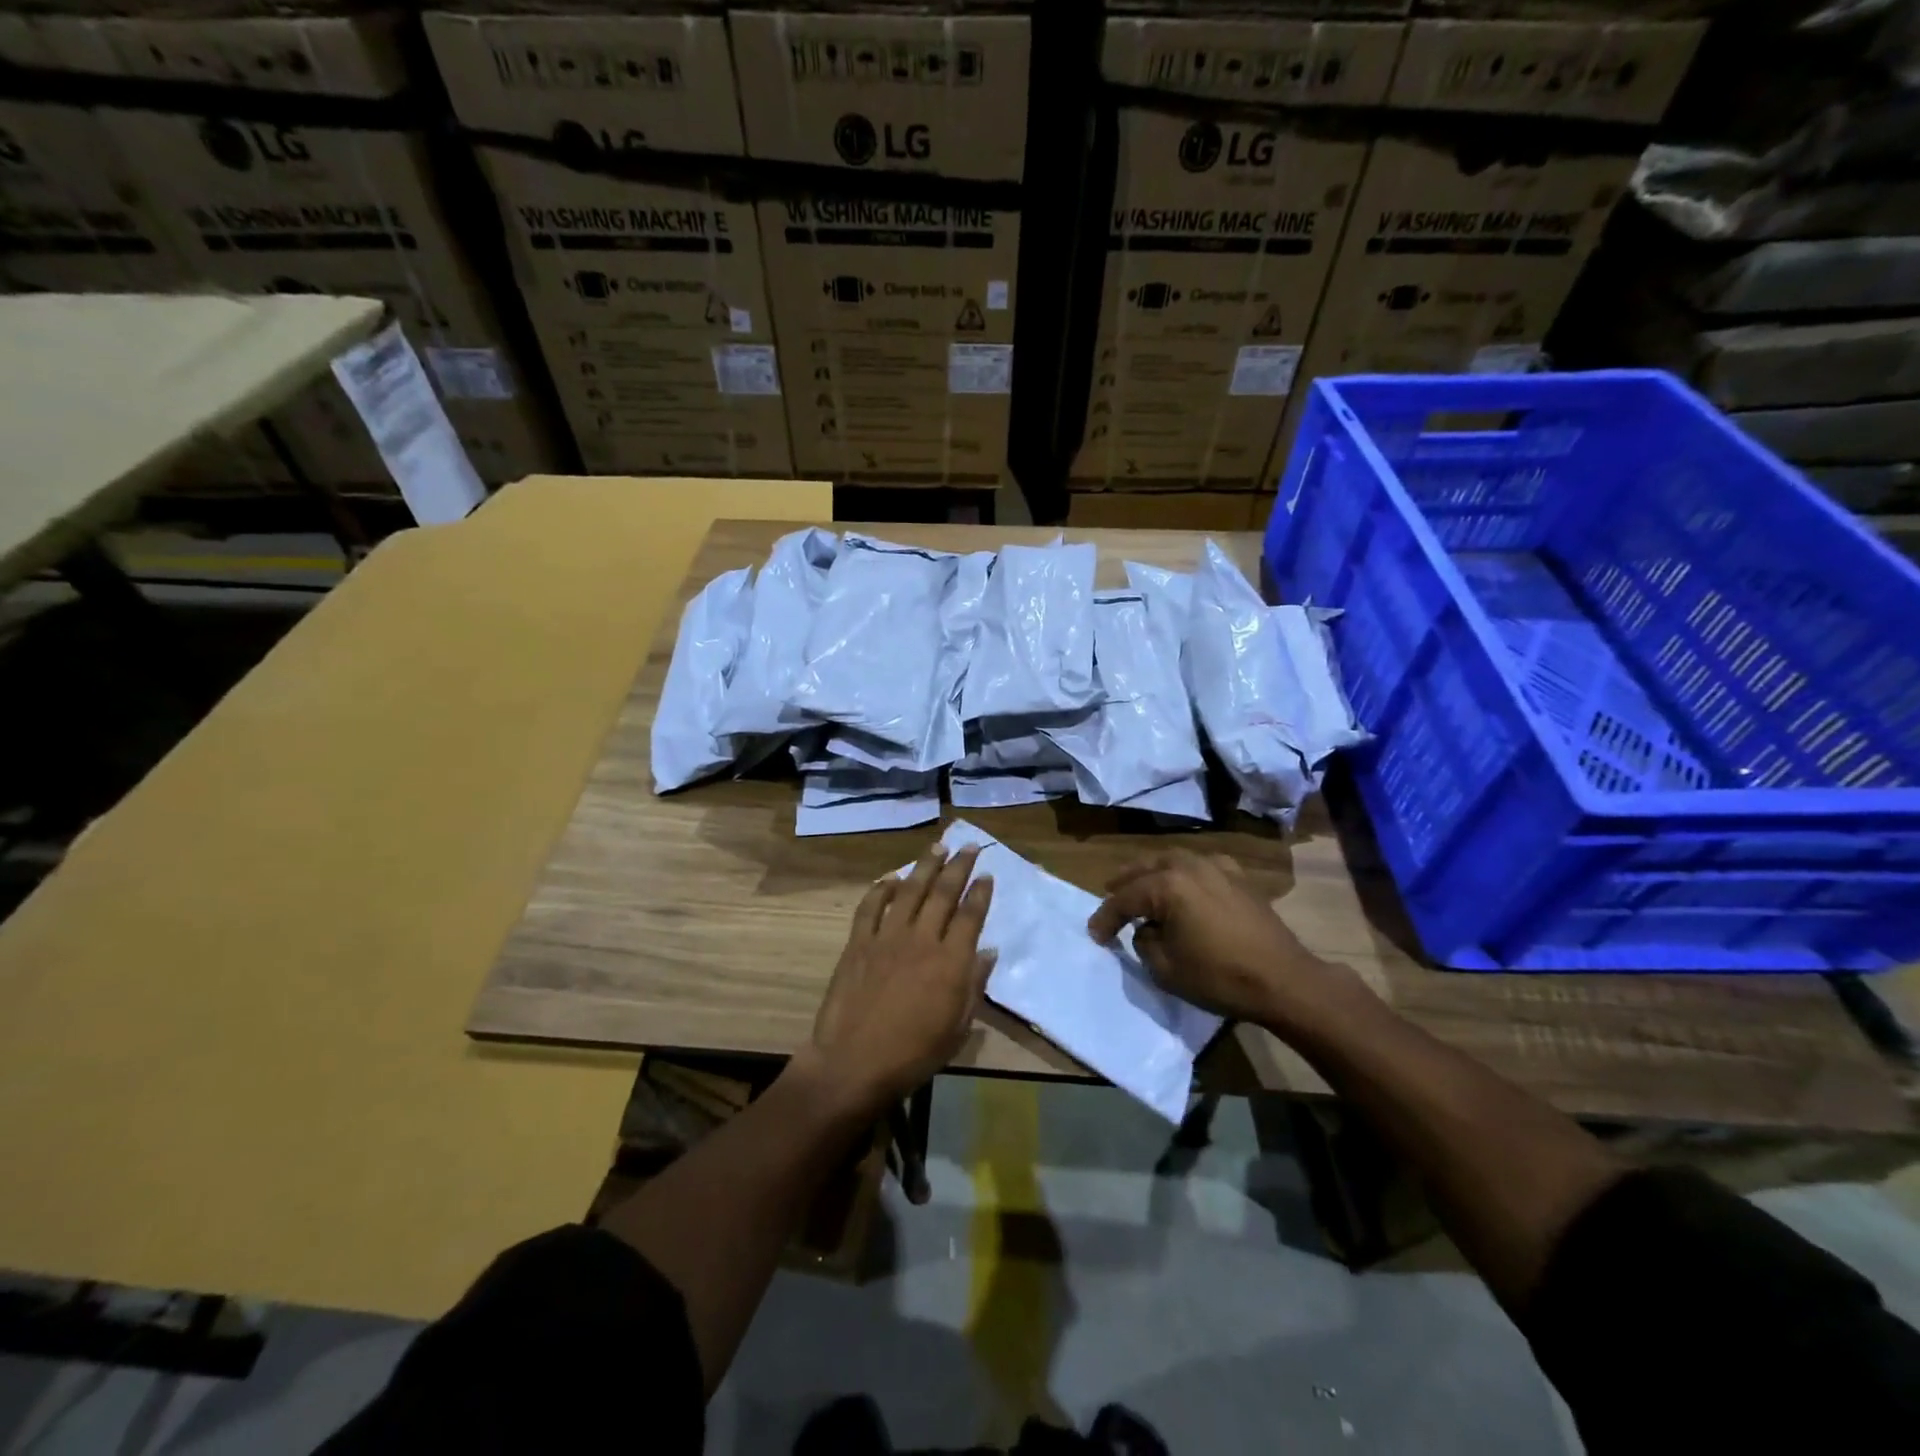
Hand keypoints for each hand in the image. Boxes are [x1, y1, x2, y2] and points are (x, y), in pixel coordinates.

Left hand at [804, 843, 994, 1113]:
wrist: (854, 1062)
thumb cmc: (913, 1054)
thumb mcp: (957, 1028)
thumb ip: (974, 985)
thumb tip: (988, 951)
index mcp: (951, 961)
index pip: (971, 915)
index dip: (980, 892)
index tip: (986, 874)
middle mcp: (922, 939)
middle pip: (943, 893)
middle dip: (958, 866)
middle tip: (968, 846)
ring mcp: (887, 937)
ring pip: (910, 890)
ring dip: (925, 865)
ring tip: (937, 847)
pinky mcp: (859, 943)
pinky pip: (871, 906)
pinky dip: (881, 889)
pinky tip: (891, 878)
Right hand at [1087, 849, 1349, 1027]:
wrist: (1284, 980)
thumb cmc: (1220, 977)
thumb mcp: (1166, 969)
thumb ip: (1145, 942)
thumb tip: (1147, 929)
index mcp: (1167, 886)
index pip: (1125, 899)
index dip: (1106, 918)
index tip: (1095, 935)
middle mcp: (1189, 866)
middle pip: (1146, 868)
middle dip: (1124, 882)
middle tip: (1108, 893)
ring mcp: (1217, 867)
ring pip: (1173, 860)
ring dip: (1152, 872)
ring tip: (1140, 884)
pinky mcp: (1238, 877)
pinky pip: (1200, 866)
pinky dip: (1183, 872)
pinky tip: (1183, 884)